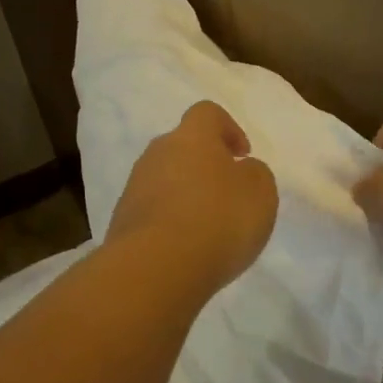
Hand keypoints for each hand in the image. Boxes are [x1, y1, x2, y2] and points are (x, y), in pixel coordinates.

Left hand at [107, 100, 278, 293]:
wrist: (155, 268)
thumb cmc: (218, 221)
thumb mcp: (260, 193)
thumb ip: (255, 174)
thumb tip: (241, 170)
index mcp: (192, 137)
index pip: (207, 113)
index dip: (228, 129)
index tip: (242, 155)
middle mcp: (157, 154)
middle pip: (182, 147)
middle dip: (204, 165)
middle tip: (226, 194)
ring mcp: (134, 187)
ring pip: (165, 180)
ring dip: (185, 195)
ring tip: (207, 229)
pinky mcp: (122, 221)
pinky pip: (152, 211)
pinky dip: (169, 222)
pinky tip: (185, 248)